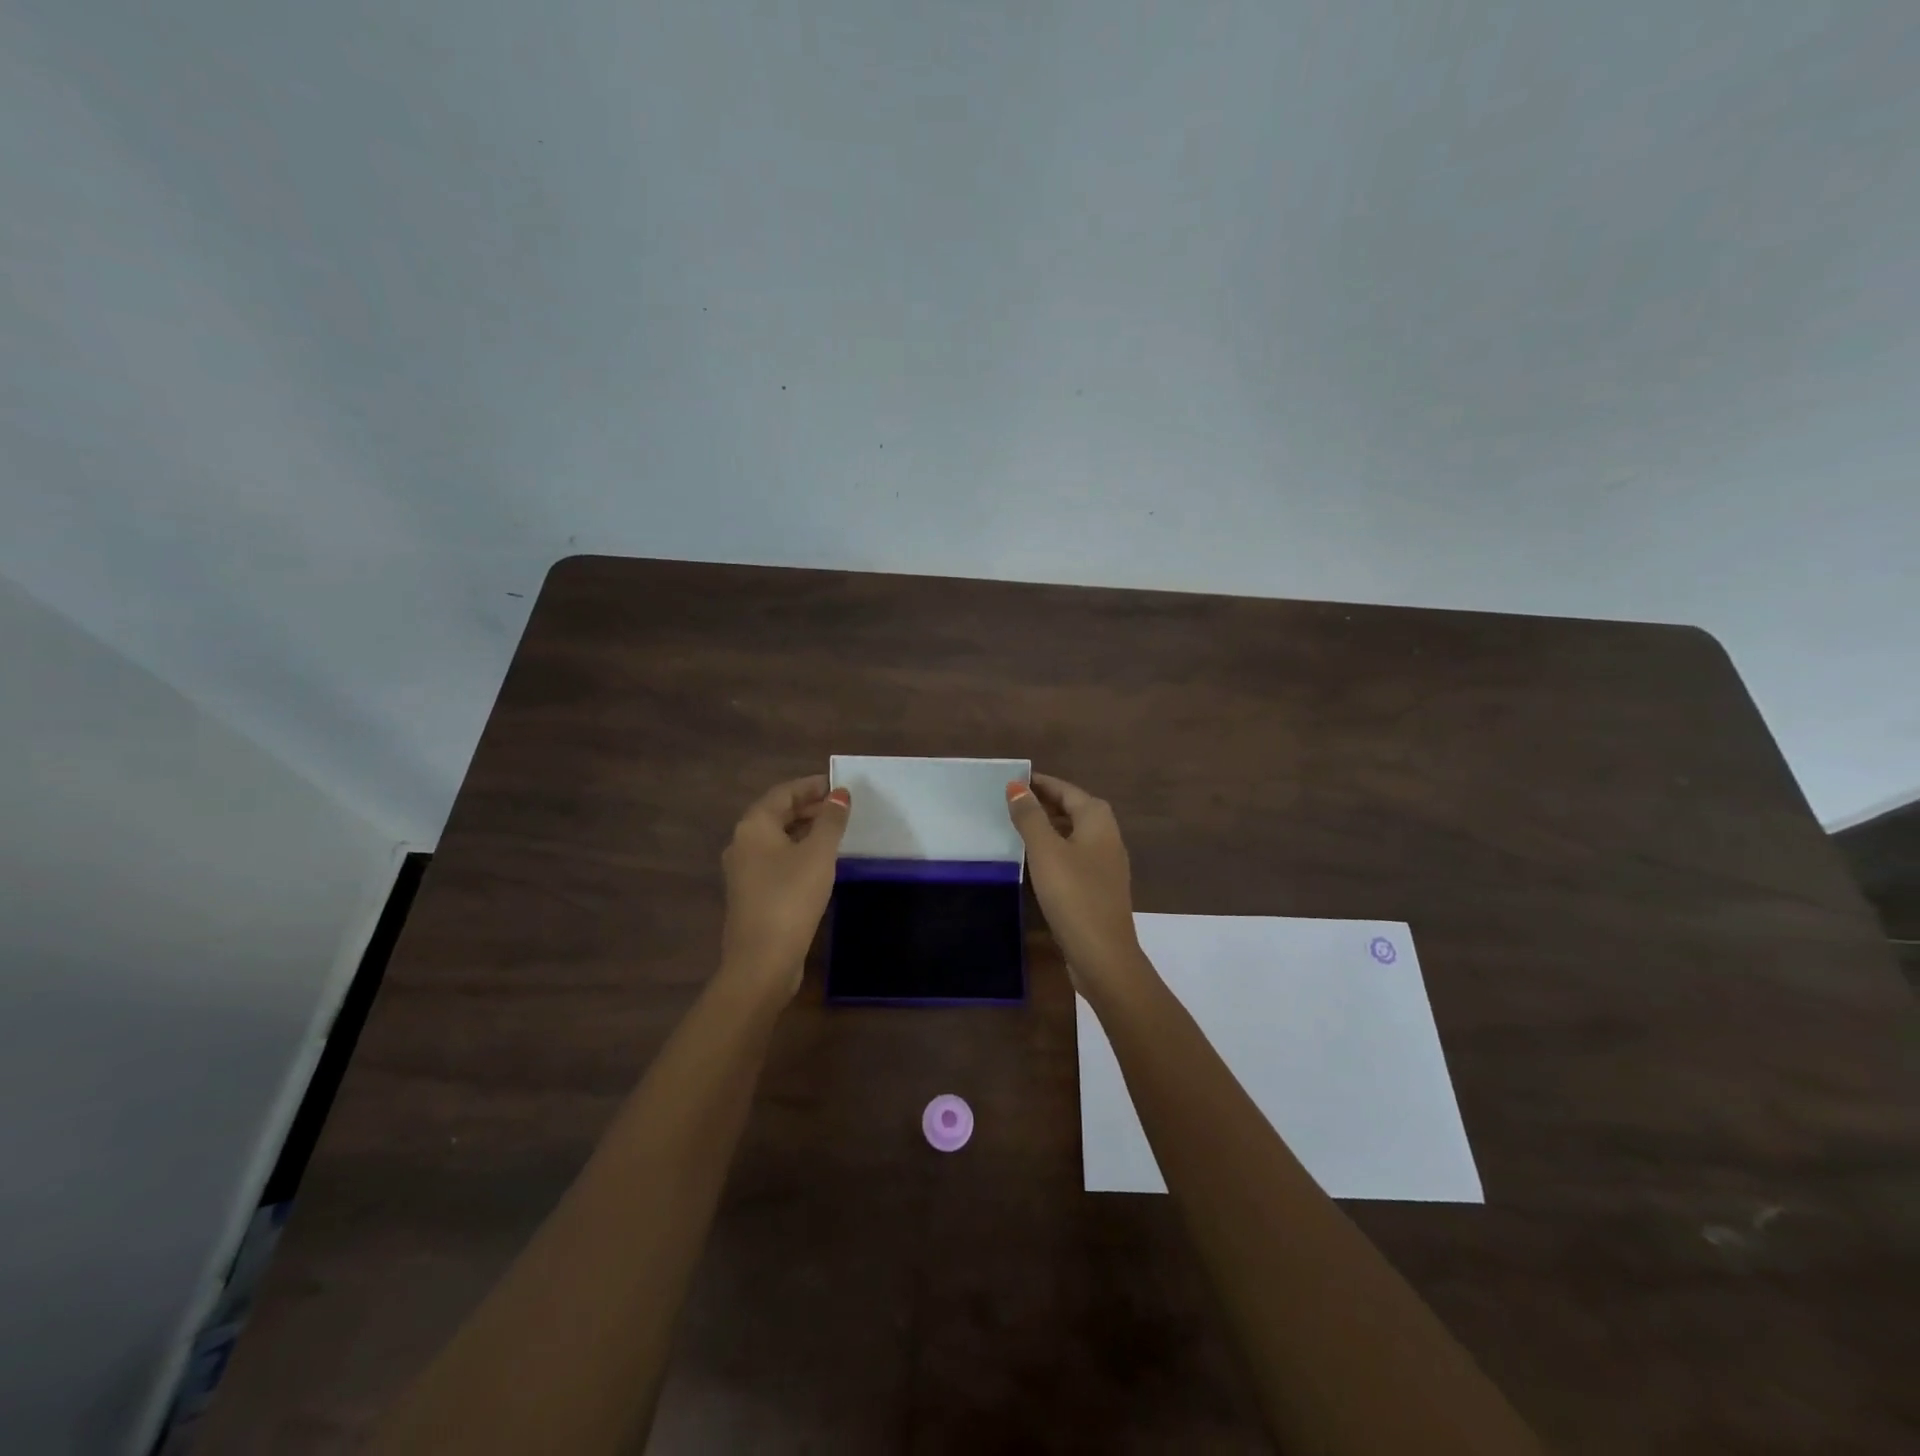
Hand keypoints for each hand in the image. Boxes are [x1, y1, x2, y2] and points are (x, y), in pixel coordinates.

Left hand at [719, 775, 849, 999]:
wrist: (762, 960)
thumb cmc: (791, 897)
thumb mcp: (819, 854)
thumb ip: (830, 821)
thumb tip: (840, 794)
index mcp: (754, 826)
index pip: (783, 793)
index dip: (811, 786)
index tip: (838, 784)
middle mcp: (742, 843)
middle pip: (776, 814)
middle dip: (808, 807)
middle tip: (841, 807)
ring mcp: (743, 871)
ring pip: (776, 838)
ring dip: (803, 830)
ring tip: (835, 830)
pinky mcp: (751, 894)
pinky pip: (775, 860)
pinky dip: (797, 851)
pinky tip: (819, 861)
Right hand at [1006, 773, 1148, 999]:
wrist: (1103, 955)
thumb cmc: (1074, 895)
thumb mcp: (1046, 851)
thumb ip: (1030, 817)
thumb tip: (1016, 786)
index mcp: (1098, 820)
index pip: (1066, 789)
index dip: (1039, 783)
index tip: (1011, 781)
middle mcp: (1107, 836)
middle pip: (1073, 809)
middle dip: (1043, 803)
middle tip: (1008, 803)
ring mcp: (1106, 864)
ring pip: (1073, 834)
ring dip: (1048, 827)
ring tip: (1015, 827)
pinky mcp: (1099, 888)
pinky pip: (1074, 857)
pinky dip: (1054, 850)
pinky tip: (1034, 861)